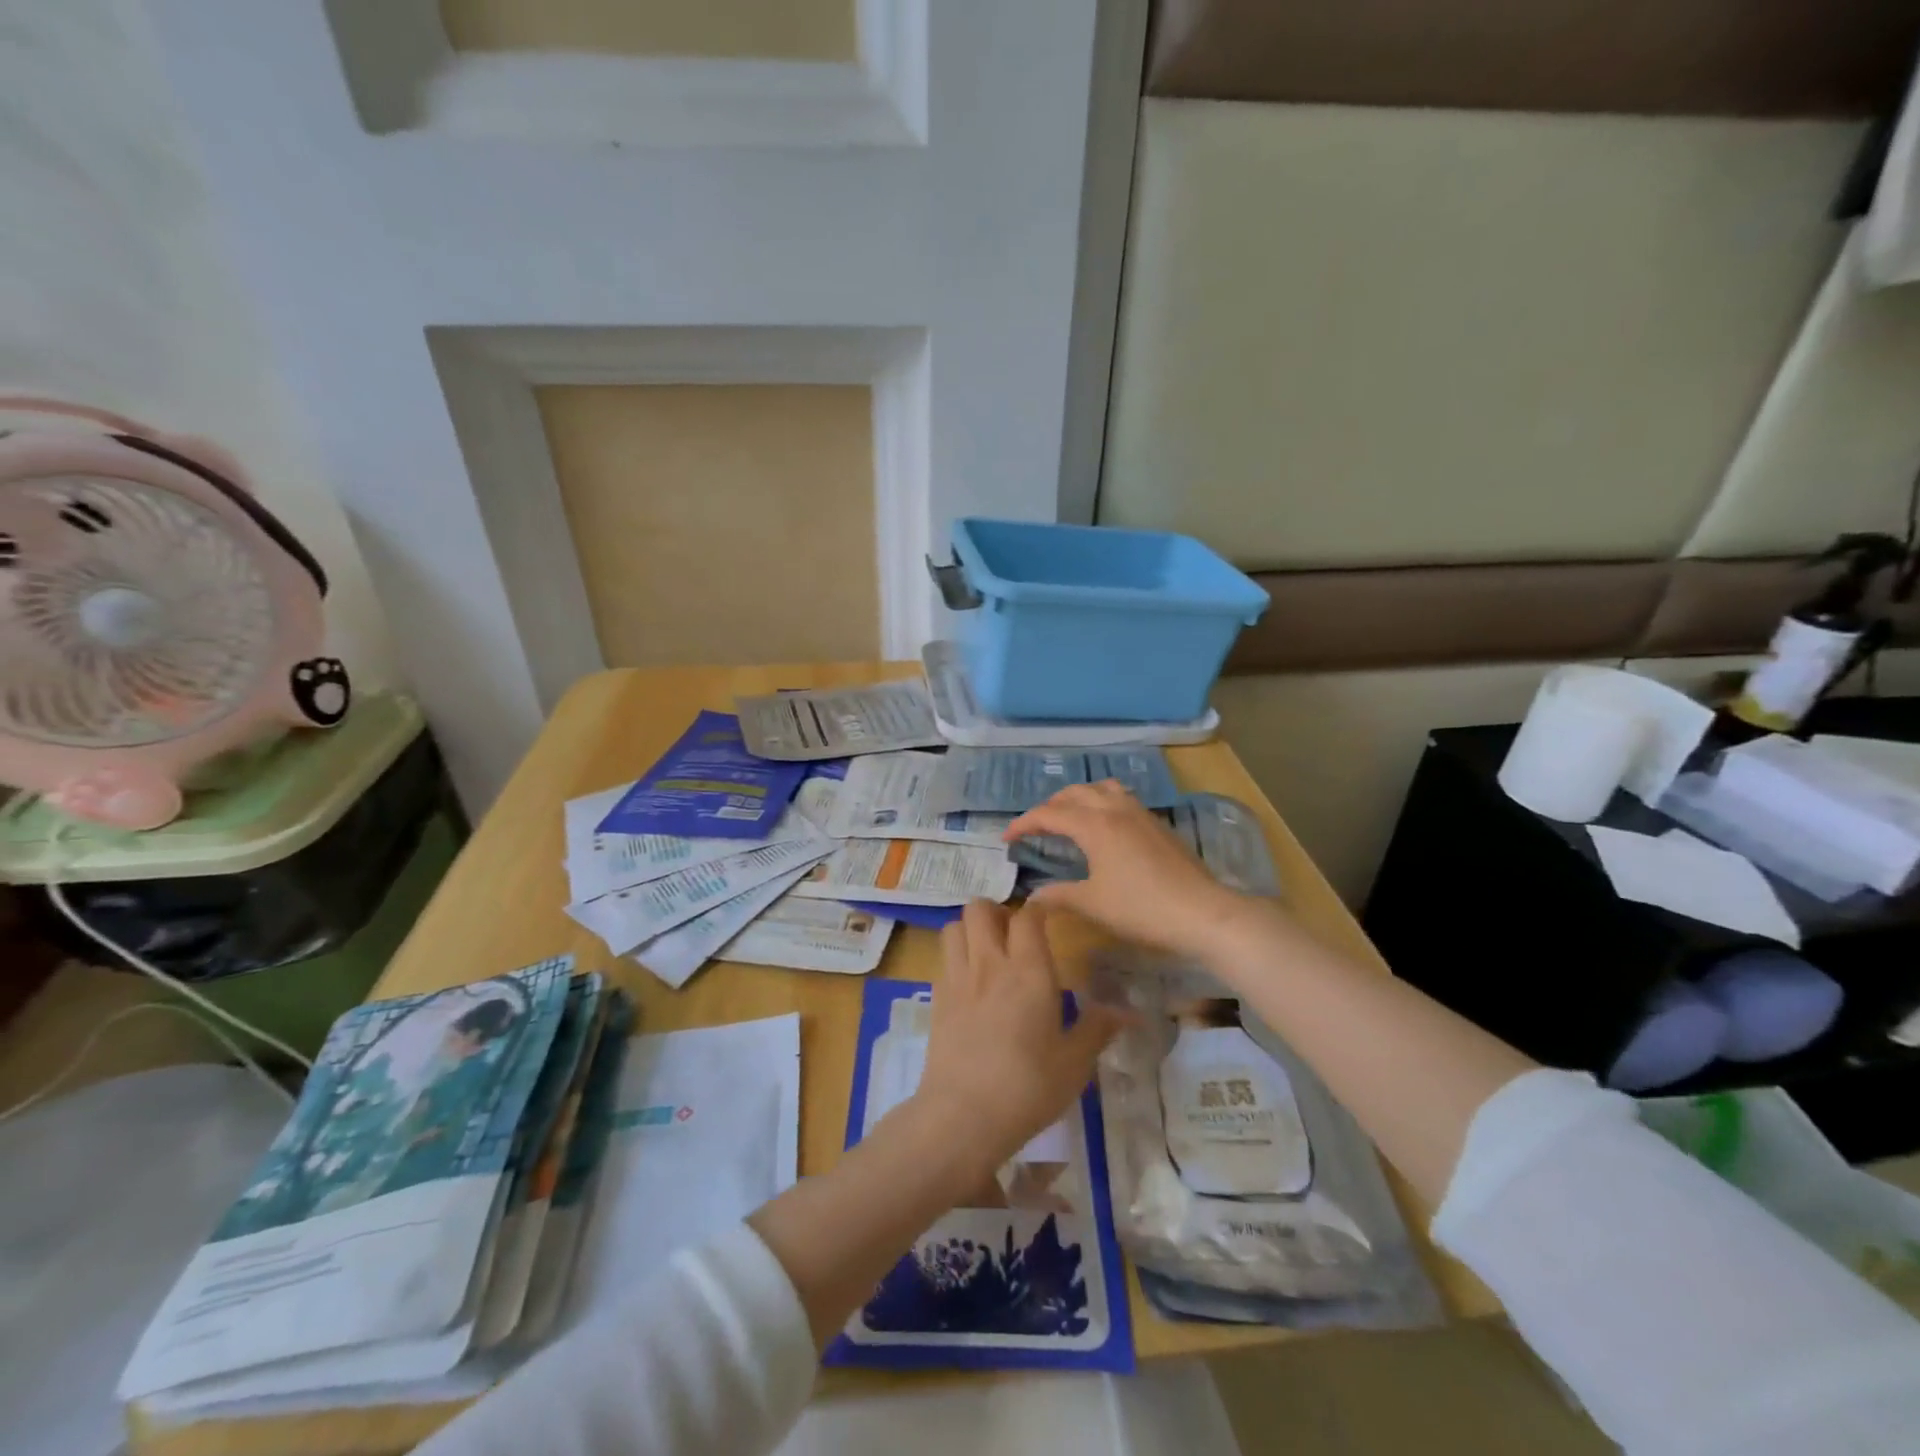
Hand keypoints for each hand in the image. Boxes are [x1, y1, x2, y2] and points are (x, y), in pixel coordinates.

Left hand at [910, 900, 1121, 1186]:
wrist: (963, 1116)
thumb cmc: (1028, 1087)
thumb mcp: (1075, 1063)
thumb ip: (1098, 1028)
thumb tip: (1129, 1011)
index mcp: (1029, 971)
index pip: (1028, 916)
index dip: (1038, 909)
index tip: (1049, 917)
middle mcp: (989, 964)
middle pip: (980, 908)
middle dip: (996, 911)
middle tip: (1013, 934)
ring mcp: (958, 979)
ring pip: (954, 926)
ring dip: (970, 929)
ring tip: (987, 950)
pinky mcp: (936, 999)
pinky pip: (943, 958)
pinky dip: (955, 956)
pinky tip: (969, 982)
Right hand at [1004, 780, 1249, 959]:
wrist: (1202, 912)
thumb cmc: (1141, 908)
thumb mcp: (1093, 904)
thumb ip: (1059, 895)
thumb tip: (1032, 898)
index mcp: (1094, 824)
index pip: (1048, 814)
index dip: (1023, 824)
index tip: (1006, 839)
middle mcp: (1114, 808)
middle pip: (1073, 793)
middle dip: (1049, 806)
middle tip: (1034, 829)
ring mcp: (1139, 813)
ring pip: (1101, 788)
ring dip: (1078, 797)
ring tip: (1068, 817)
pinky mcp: (1156, 823)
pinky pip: (1121, 798)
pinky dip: (1102, 802)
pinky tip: (1105, 825)